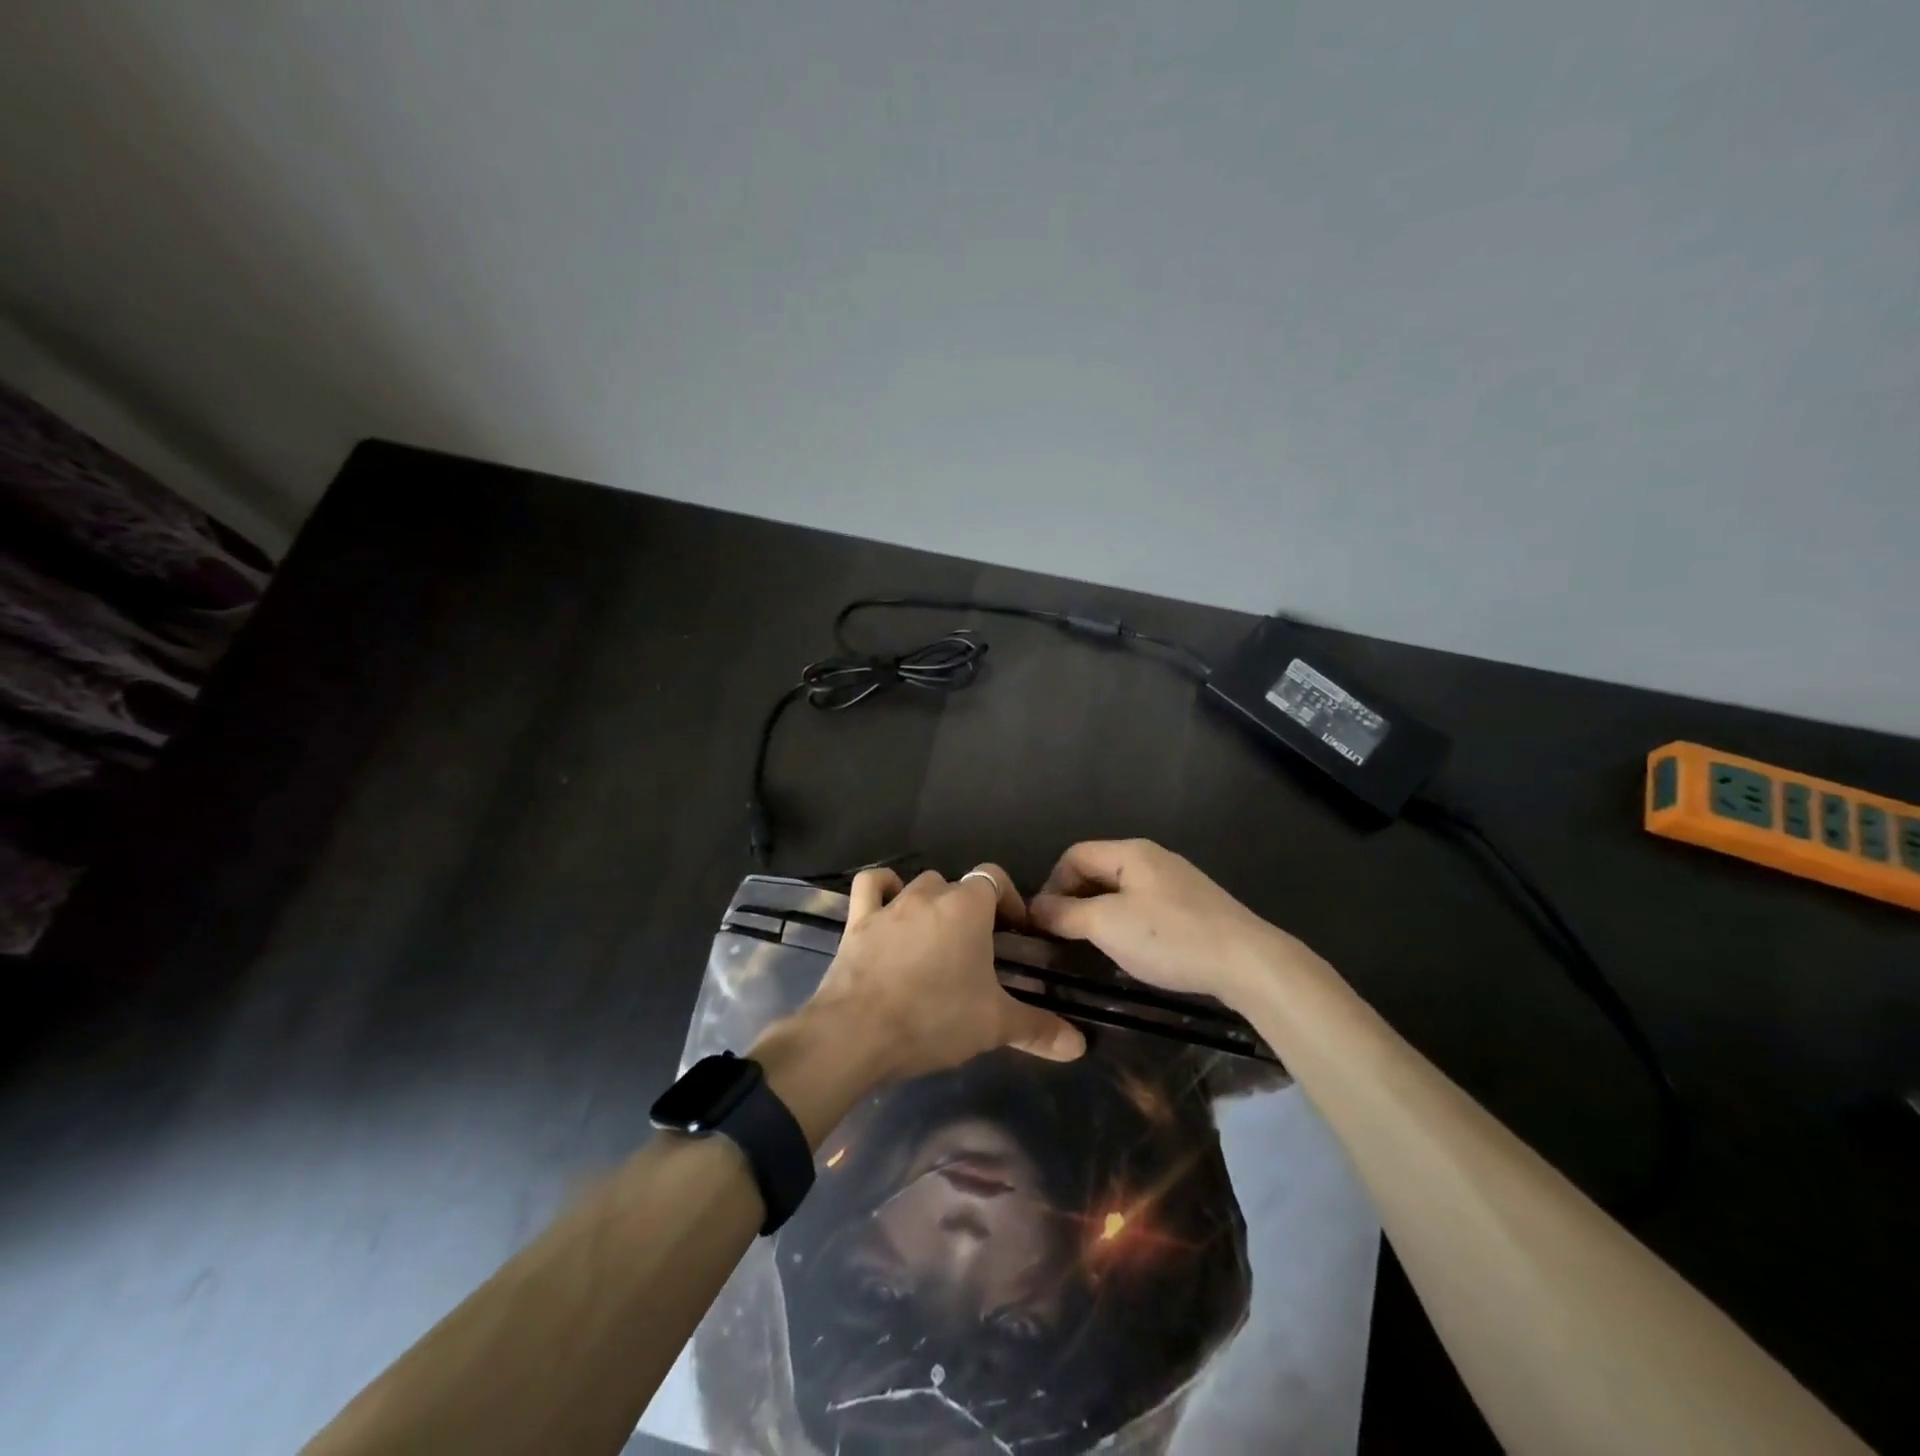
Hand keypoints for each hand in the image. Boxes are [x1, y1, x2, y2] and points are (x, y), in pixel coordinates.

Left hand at [805, 865, 1085, 1084]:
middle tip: (978, 947)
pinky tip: (889, 905)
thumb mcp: (994, 1025)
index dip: (1008, 899)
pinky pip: (871, 886)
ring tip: (937, 937)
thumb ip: (1038, 1029)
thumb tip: (1080, 1045)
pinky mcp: (858, 920)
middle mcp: (930, 894)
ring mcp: (891, 904)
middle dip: (971, 908)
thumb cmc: (934, 1019)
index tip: (1015, 930)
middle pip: (958, 886)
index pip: (995, 878)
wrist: (858, 1032)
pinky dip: (882, 888)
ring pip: (919, 885)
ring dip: (932, 902)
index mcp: (968, 907)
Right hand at [1028, 839, 1300, 1005]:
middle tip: (1062, 937)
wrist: (1247, 962)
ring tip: (1090, 946)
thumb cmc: (1169, 937)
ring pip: (1120, 891)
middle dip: (1073, 900)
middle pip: (1097, 870)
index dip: (1051, 885)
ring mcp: (1175, 881)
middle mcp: (1152, 858)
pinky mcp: (1192, 906)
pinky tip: (1129, 950)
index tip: (1044, 923)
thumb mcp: (1107, 925)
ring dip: (1098, 914)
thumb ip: (1065, 914)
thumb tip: (1035, 909)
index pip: (1073, 855)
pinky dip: (1125, 923)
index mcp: (1130, 852)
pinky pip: (1144, 906)